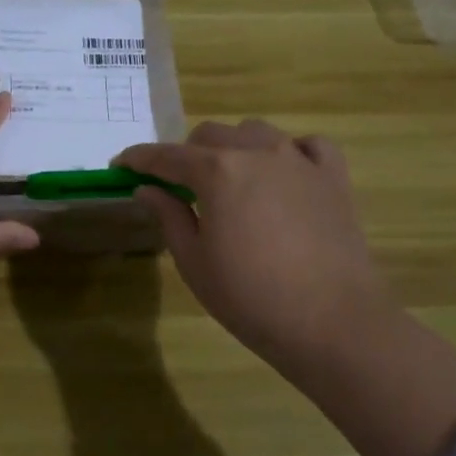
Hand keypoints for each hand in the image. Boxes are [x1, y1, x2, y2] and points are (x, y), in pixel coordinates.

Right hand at [117, 120, 395, 386]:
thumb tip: (147, 188)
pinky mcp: (333, 177)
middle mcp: (257, 152)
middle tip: (179, 186)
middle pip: (211, 135)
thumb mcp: (194, 262)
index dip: (140, 158)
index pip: (167, 155)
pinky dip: (289, 151)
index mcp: (217, 171)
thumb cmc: (251, 298)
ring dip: (234, 148)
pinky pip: (308, 145)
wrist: (333, 323)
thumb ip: (169, 216)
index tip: (122, 164)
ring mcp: (300, 160)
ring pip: (256, 132)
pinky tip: (284, 174)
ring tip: (230, 180)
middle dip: (187, 154)